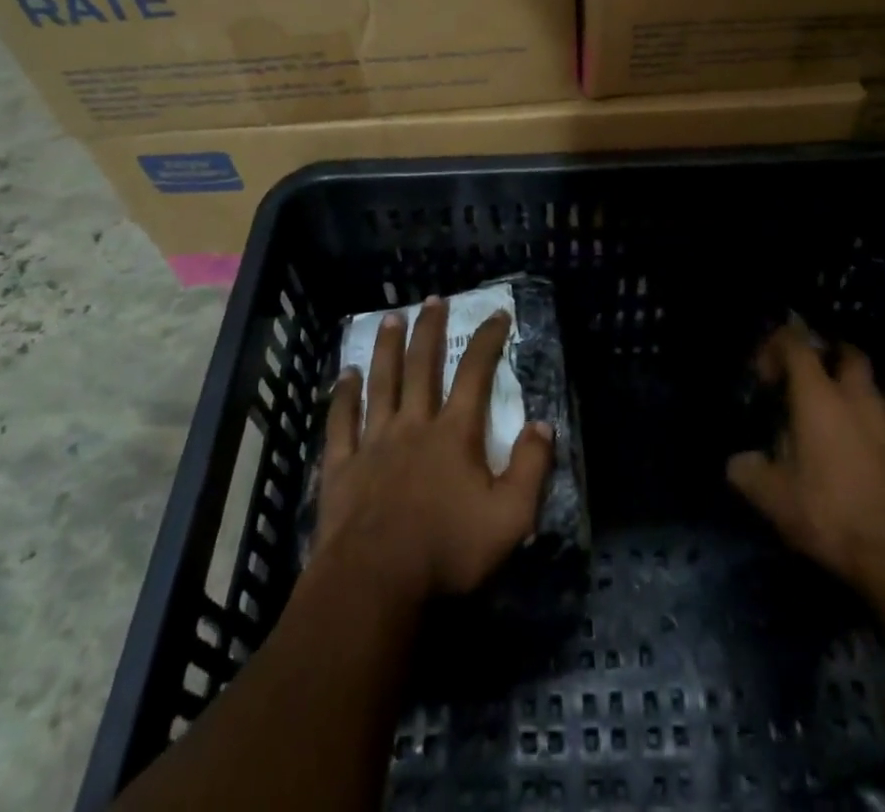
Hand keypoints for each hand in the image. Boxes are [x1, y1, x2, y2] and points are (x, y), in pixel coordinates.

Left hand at [314, 296, 554, 608]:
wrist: (375, 585)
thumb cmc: (446, 551)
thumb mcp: (510, 517)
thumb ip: (531, 467)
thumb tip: (543, 424)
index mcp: (454, 433)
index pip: (476, 373)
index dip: (489, 340)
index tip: (498, 313)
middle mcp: (414, 424)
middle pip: (422, 365)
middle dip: (430, 329)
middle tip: (434, 299)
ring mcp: (374, 442)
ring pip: (381, 382)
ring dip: (386, 348)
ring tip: (390, 318)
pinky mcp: (342, 466)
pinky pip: (341, 422)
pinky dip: (342, 395)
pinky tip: (344, 375)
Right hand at [727, 325, 884, 598]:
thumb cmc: (832, 515)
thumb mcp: (773, 499)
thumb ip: (748, 472)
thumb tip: (739, 462)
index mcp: (819, 397)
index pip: (796, 343)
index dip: (776, 346)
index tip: (767, 376)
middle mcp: (861, 399)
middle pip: (849, 354)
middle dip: (830, 359)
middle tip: (813, 387)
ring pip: (877, 396)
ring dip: (859, 405)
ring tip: (845, 438)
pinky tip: (878, 473)